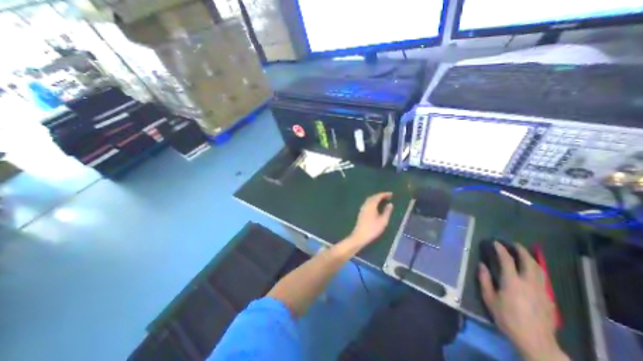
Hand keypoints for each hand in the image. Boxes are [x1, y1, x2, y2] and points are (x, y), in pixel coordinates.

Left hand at [346, 192, 391, 251]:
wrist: (359, 236)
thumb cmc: (372, 229)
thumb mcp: (383, 221)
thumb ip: (387, 211)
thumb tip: (390, 204)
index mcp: (371, 205)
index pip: (378, 196)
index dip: (384, 194)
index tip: (391, 194)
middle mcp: (366, 205)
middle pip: (372, 197)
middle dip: (380, 195)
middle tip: (388, 196)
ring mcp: (362, 208)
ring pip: (369, 200)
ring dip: (376, 198)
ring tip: (383, 200)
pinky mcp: (361, 212)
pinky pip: (367, 203)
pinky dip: (373, 202)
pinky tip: (376, 206)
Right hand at [477, 242, 566, 360]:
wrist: (535, 341)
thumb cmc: (507, 317)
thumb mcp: (489, 298)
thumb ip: (484, 280)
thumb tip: (482, 265)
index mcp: (512, 281)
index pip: (507, 260)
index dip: (501, 249)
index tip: (495, 242)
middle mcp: (529, 282)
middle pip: (528, 262)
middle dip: (521, 250)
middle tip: (514, 244)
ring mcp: (541, 290)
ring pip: (540, 270)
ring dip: (531, 259)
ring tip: (525, 254)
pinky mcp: (549, 298)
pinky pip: (544, 279)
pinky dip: (537, 270)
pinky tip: (533, 271)